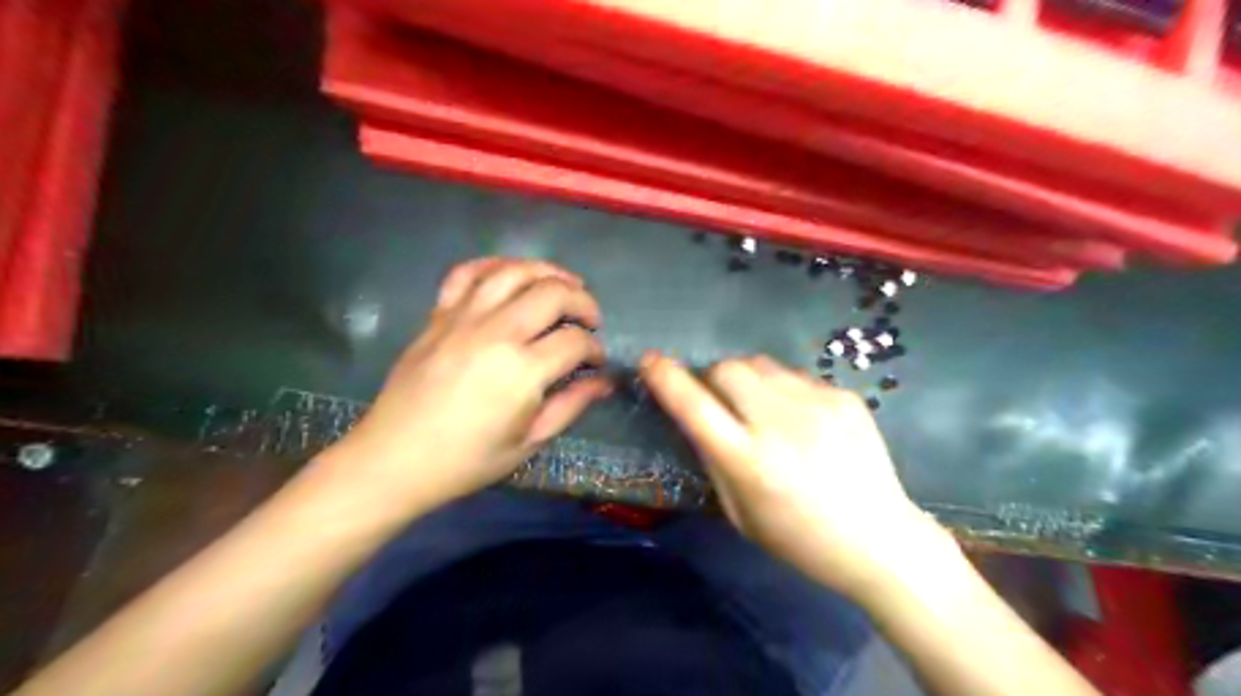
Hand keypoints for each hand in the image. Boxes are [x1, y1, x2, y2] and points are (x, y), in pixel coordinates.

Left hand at [327, 257, 612, 508]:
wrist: (394, 459)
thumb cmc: (467, 460)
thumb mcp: (529, 442)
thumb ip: (571, 405)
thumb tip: (605, 381)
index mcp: (522, 371)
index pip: (575, 341)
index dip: (594, 349)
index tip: (596, 361)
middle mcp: (496, 332)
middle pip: (553, 293)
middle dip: (583, 301)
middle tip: (590, 320)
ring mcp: (463, 318)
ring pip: (514, 271)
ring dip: (548, 272)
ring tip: (564, 284)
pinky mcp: (438, 315)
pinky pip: (467, 273)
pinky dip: (494, 265)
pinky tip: (511, 275)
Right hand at [640, 353, 950, 602]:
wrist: (880, 539)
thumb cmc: (799, 539)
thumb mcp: (740, 513)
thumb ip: (712, 458)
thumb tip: (693, 416)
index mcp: (750, 462)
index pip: (694, 406)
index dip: (666, 379)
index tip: (650, 361)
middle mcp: (781, 424)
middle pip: (728, 369)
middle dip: (712, 378)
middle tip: (719, 401)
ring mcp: (818, 405)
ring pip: (760, 364)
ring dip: (746, 380)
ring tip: (760, 410)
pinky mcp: (844, 397)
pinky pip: (795, 377)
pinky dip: (782, 391)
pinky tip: (800, 421)